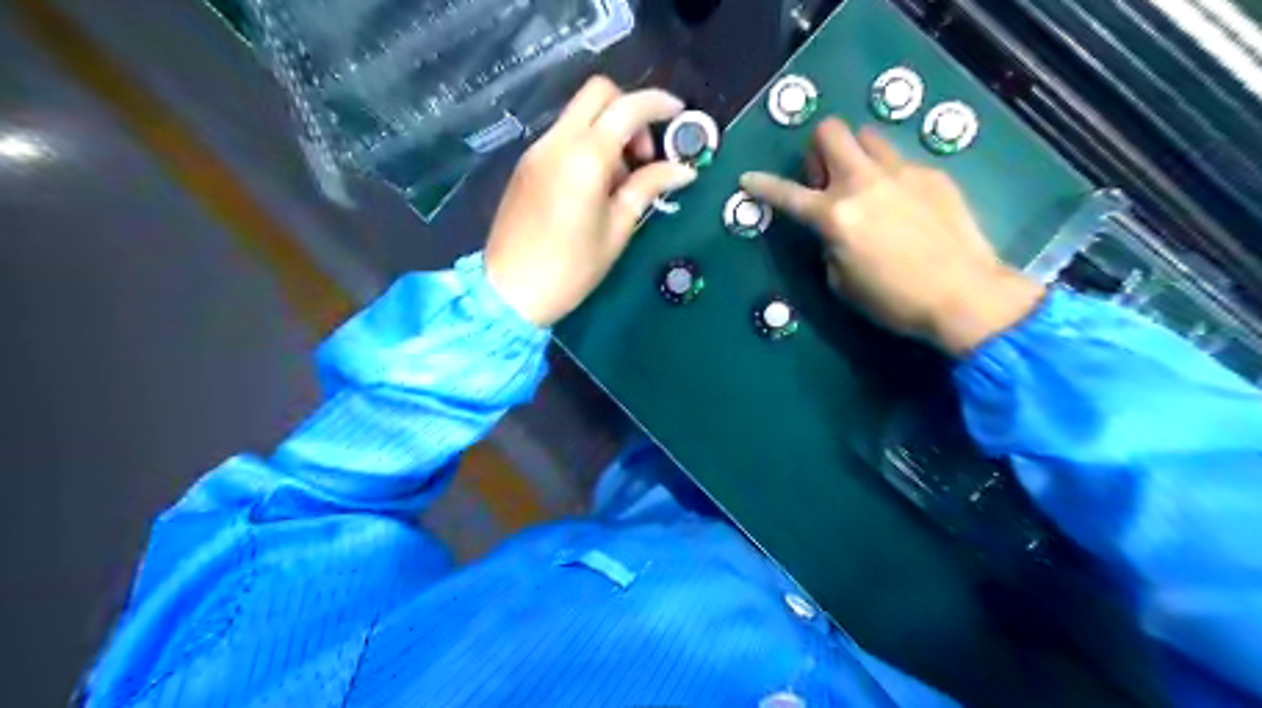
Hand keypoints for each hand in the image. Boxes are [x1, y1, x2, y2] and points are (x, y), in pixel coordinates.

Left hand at [485, 74, 699, 326]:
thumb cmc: (571, 268)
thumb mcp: (617, 230)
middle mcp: (558, 142)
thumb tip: (683, 170)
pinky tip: (594, 186)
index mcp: (585, 157)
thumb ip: (647, 188)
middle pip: (598, 93)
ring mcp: (537, 150)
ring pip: (579, 114)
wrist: (509, 291)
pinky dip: (587, 144)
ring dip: (608, 130)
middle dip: (629, 111)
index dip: (658, 104)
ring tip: (620, 182)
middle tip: (643, 155)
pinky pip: (564, 136)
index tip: (679, 115)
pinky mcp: (527, 165)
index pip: (627, 108)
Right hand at [741, 120, 1046, 357]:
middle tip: (825, 178)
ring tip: (866, 186)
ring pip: (868, 138)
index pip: (787, 194)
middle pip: (830, 132)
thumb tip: (835, 230)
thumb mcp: (842, 282)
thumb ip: (829, 246)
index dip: (763, 186)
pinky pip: (900, 163)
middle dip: (818, 148)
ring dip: (855, 155)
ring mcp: (901, 173)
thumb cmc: (894, 300)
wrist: (964, 294)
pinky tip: (906, 208)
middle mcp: (863, 183)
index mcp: (835, 216)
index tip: (748, 179)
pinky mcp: (932, 174)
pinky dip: (890, 178)